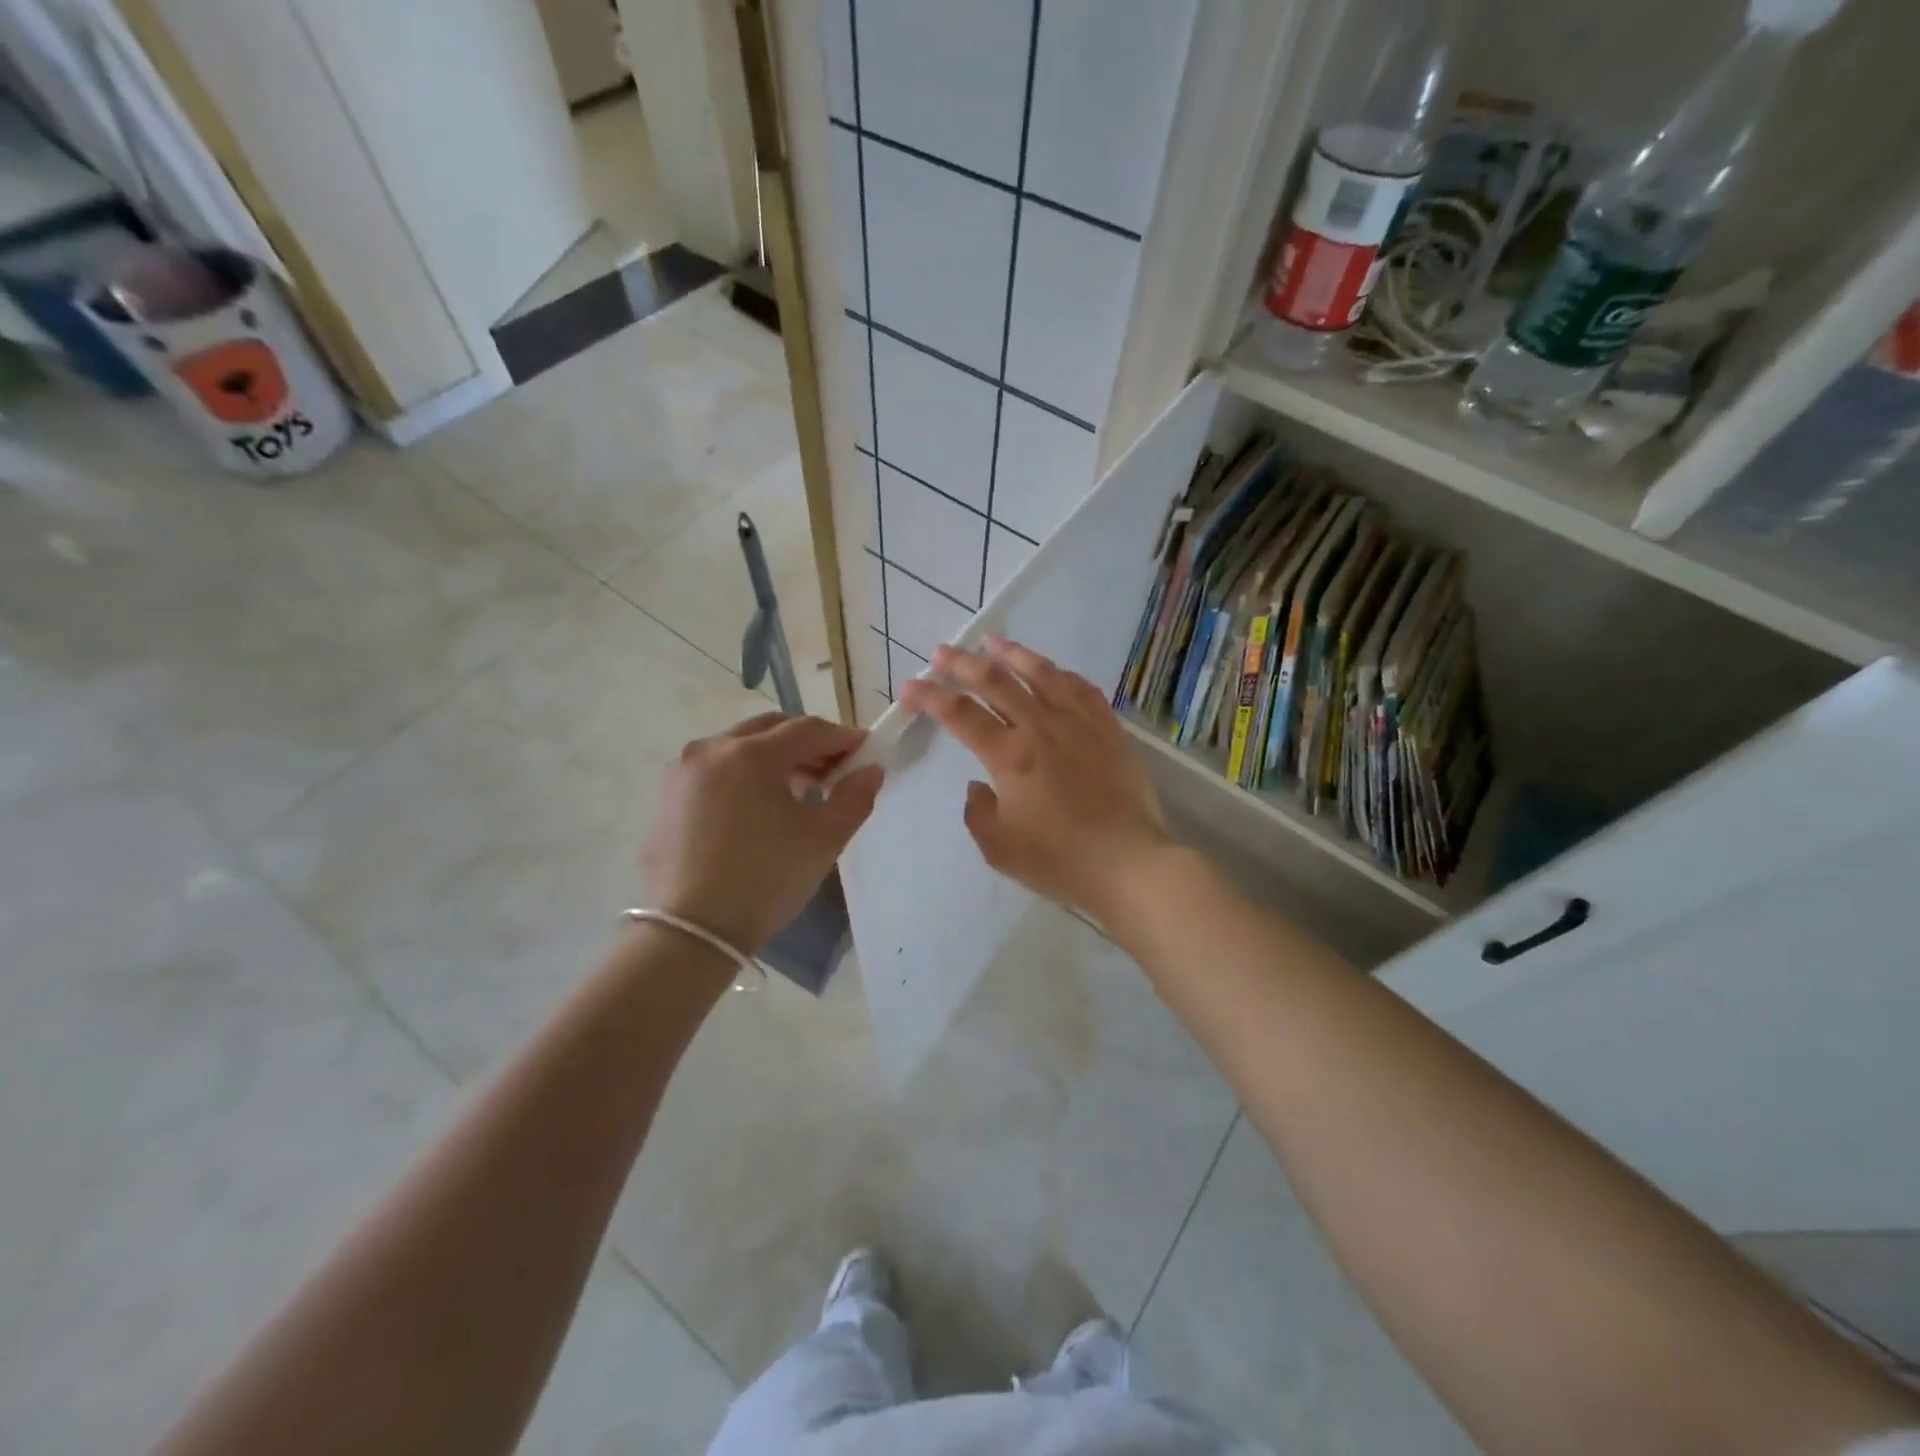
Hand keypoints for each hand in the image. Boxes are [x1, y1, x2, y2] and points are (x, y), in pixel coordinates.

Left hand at [639, 713, 882, 954]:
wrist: (691, 932)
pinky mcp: (665, 798)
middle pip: (770, 729)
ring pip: (738, 748)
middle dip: (806, 744)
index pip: (808, 729)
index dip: (842, 738)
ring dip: (773, 759)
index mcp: (751, 754)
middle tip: (831, 773)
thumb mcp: (823, 839)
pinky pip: (714, 771)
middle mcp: (711, 749)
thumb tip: (870, 770)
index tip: (865, 752)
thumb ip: (854, 797)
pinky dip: (742, 777)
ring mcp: (681, 772)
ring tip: (795, 793)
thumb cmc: (765, 879)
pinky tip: (755, 811)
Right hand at [899, 637, 1172, 922]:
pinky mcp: (1108, 728)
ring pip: (1040, 673)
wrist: (1128, 862)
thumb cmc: (1059, 860)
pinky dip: (1058, 673)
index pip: (960, 715)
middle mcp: (1041, 727)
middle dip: (962, 664)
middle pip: (996, 681)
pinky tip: (1049, 670)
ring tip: (992, 641)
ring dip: (1011, 653)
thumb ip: (977, 811)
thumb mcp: (999, 848)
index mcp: (1010, 756)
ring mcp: (1079, 722)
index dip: (931, 697)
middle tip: (942, 653)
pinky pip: (1080, 688)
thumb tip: (978, 785)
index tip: (910, 687)